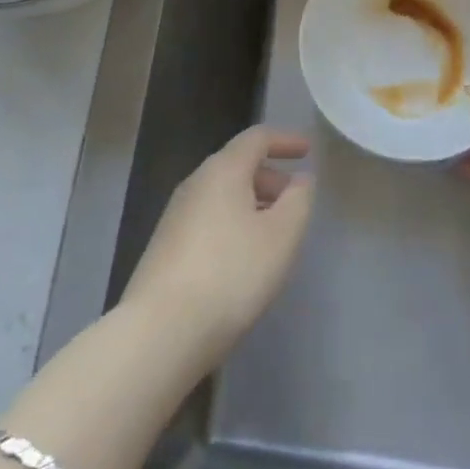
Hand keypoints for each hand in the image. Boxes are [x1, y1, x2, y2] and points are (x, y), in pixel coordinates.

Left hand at [120, 126, 315, 367]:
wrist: (161, 330)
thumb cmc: (232, 273)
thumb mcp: (282, 235)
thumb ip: (298, 200)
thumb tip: (300, 179)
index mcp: (223, 170)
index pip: (256, 138)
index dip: (285, 140)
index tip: (307, 150)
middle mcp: (195, 183)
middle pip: (237, 165)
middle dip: (270, 177)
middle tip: (295, 200)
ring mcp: (176, 216)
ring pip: (222, 195)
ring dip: (252, 203)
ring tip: (274, 232)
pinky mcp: (166, 247)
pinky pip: (209, 219)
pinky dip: (233, 223)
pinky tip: (244, 257)